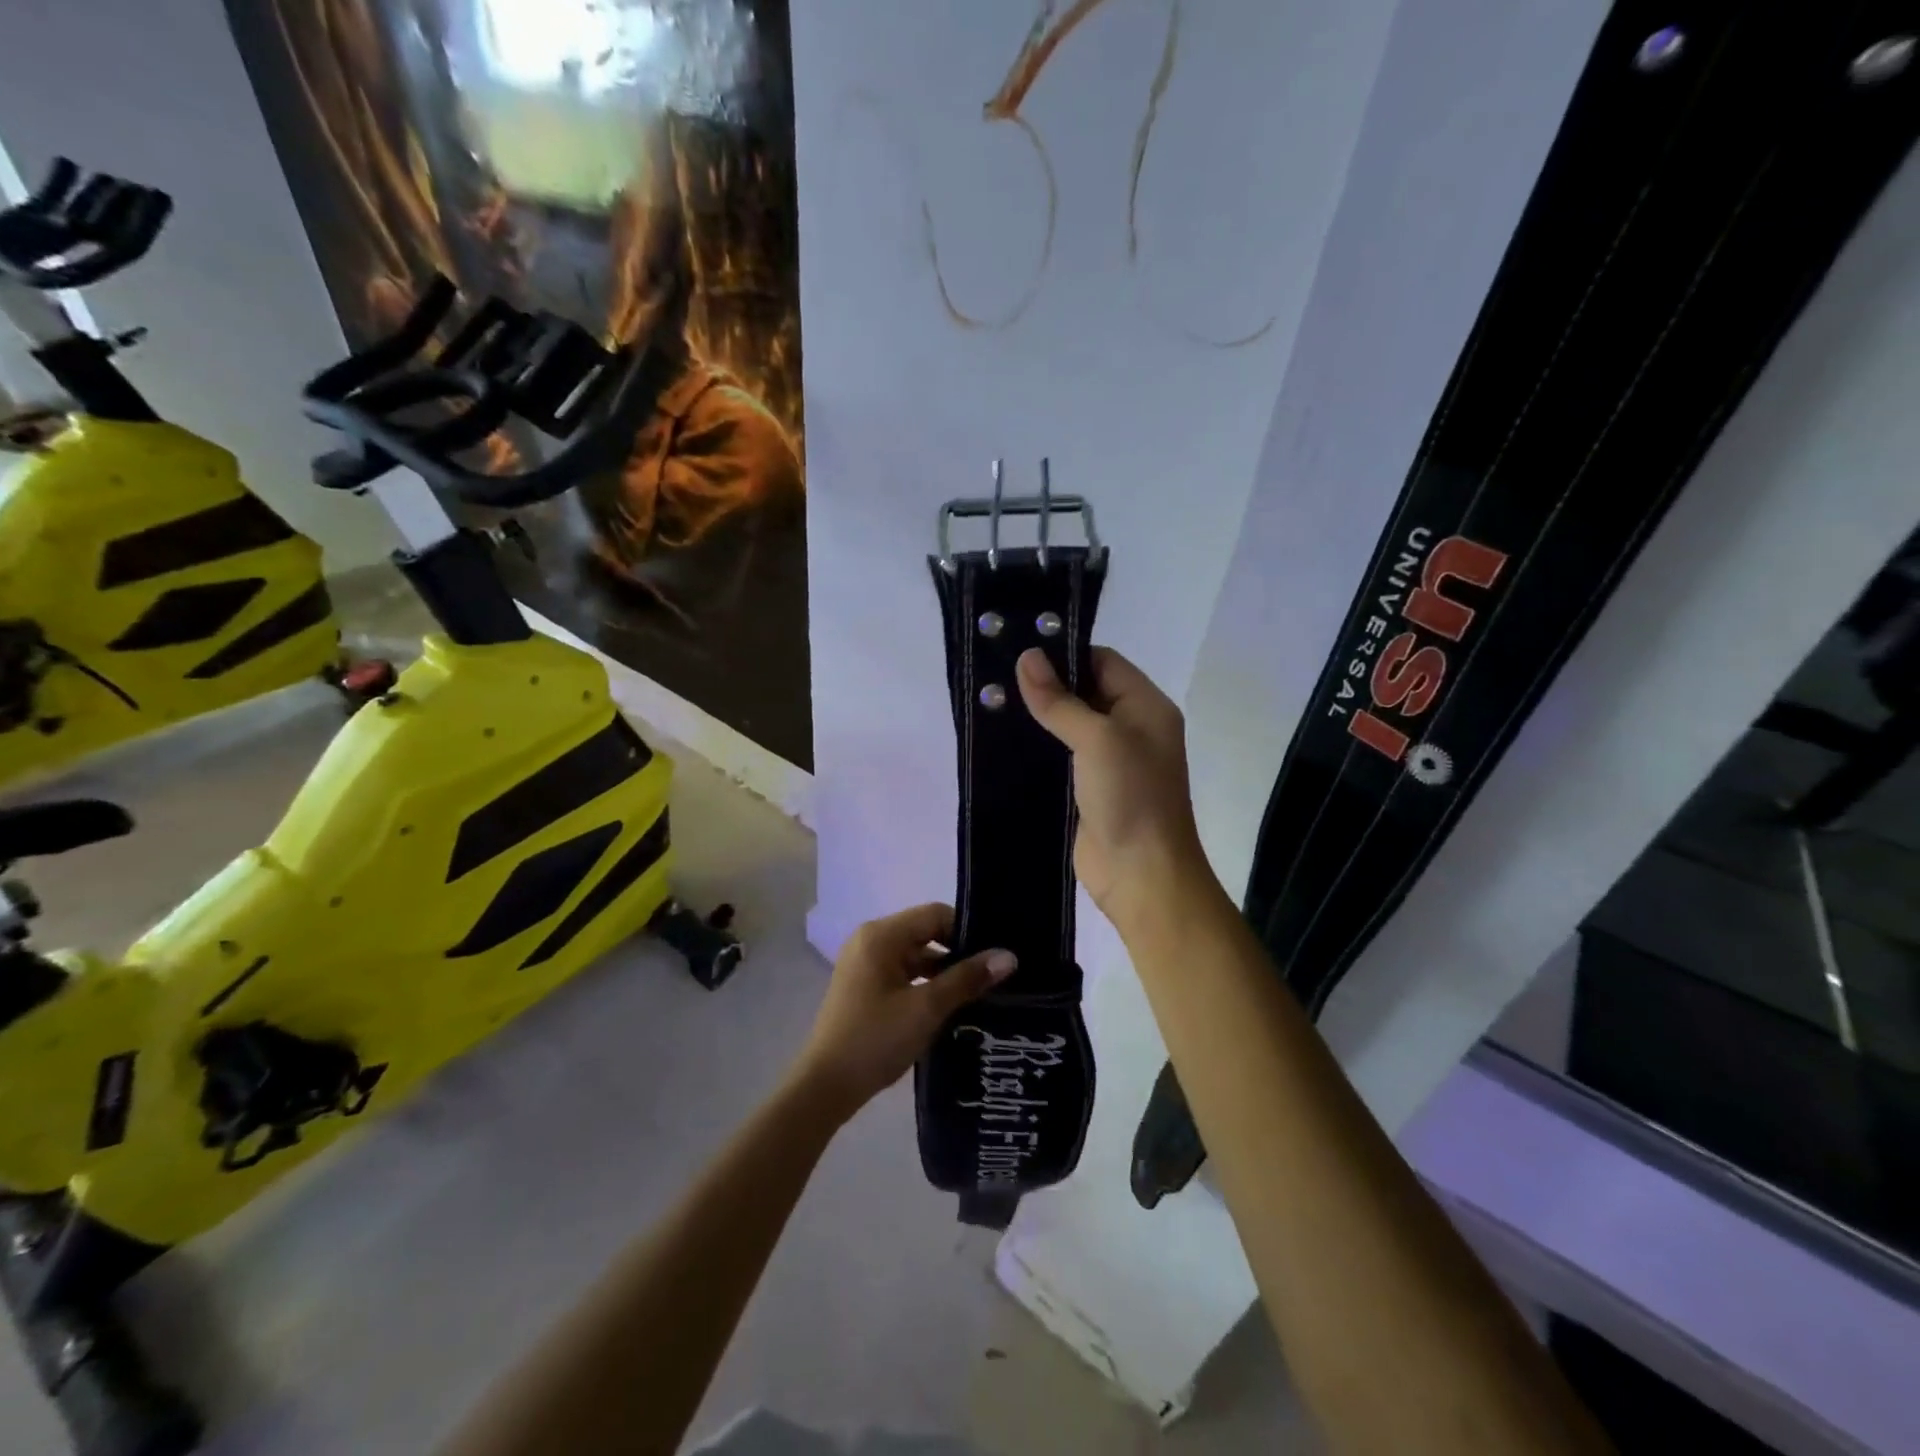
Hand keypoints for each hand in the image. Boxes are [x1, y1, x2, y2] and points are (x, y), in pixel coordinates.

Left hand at [793, 903, 1014, 1118]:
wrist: (825, 1087)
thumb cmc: (875, 1039)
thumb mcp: (927, 1008)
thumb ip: (967, 979)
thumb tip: (1008, 956)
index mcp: (881, 935)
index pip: (935, 914)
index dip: (967, 931)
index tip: (995, 956)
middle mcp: (870, 940)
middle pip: (925, 932)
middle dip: (958, 952)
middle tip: (994, 975)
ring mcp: (865, 964)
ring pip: (915, 955)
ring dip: (944, 971)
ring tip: (980, 992)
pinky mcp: (864, 987)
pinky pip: (903, 973)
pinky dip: (926, 984)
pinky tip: (950, 1006)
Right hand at [1017, 646, 1211, 927]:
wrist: (1141, 875)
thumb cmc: (1130, 796)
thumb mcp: (1098, 738)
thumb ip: (1060, 700)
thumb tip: (1026, 657)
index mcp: (1145, 707)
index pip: (1103, 662)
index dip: (1065, 654)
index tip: (1019, 651)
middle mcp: (1129, 728)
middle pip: (1084, 691)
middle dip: (1045, 684)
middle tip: (995, 674)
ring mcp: (1108, 761)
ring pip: (1067, 725)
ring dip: (1036, 717)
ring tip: (989, 702)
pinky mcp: (1085, 789)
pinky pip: (1058, 757)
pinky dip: (1034, 747)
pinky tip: (1000, 739)